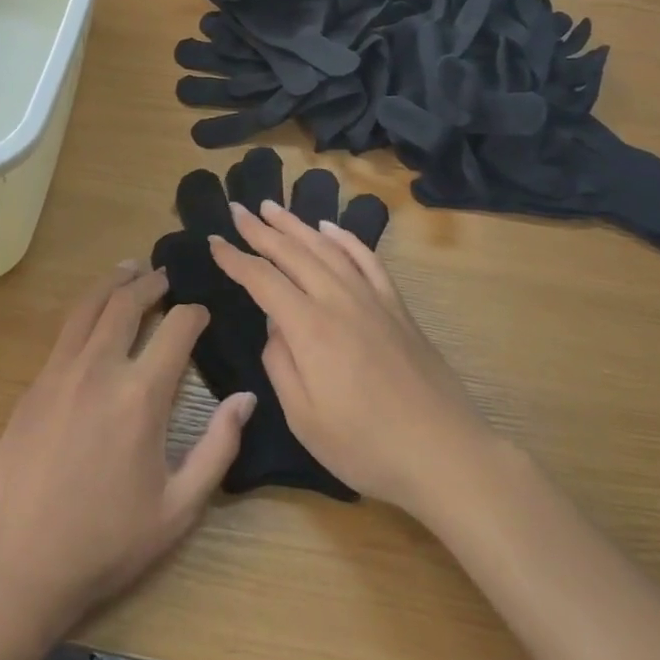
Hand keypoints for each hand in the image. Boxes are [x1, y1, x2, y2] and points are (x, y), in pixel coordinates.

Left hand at [0, 264, 255, 631]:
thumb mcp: (178, 509)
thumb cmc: (106, 543)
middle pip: (127, 303)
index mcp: (141, 396)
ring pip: (89, 307)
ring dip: (113, 283)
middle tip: (164, 277)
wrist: (18, 565)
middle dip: (151, 283)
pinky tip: (93, 318)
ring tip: (128, 271)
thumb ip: (218, 448)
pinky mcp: (34, 385)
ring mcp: (60, 372)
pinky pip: (65, 333)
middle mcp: (100, 369)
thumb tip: (246, 398)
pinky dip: (86, 311)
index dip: (195, 313)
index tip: (203, 313)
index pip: (177, 328)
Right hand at [209, 202, 493, 519]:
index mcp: (310, 328)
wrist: (444, 452)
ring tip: (274, 207)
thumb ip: (280, 365)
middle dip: (261, 229)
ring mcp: (372, 299)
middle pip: (293, 253)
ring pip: (327, 248)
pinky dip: (345, 238)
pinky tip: (331, 228)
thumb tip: (274, 327)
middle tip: (238, 209)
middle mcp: (339, 300)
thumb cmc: (366, 446)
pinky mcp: (397, 307)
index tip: (214, 241)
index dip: (235, 259)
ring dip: (297, 224)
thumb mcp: (305, 419)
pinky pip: (367, 259)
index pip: (263, 280)